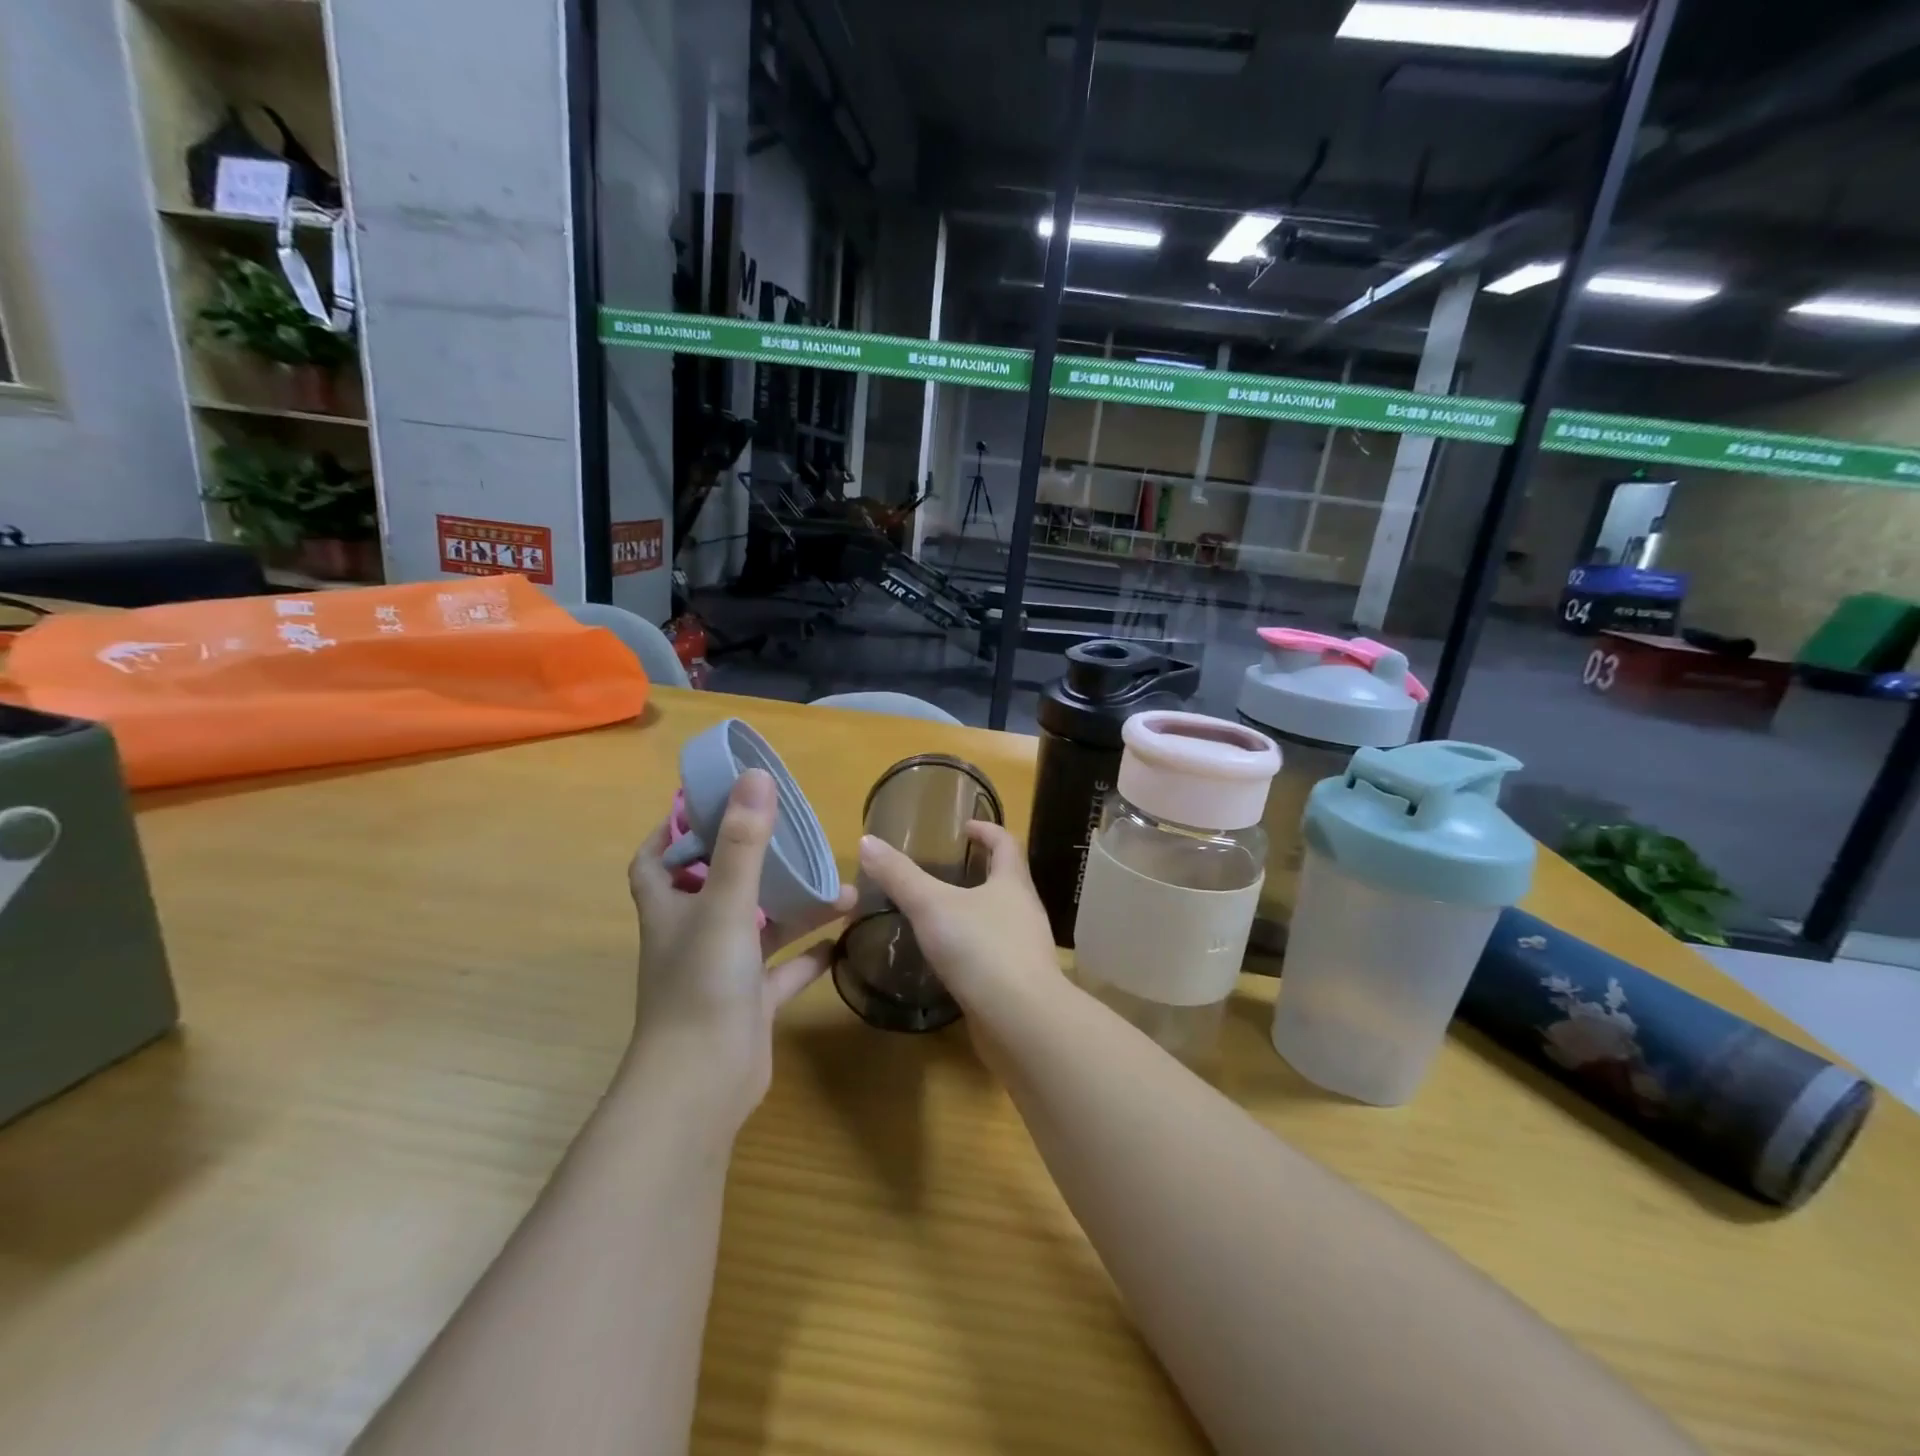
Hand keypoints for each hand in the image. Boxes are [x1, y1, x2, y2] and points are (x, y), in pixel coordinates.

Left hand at [627, 769, 855, 1128]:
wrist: (702, 1084)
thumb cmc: (702, 985)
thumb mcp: (726, 904)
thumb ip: (743, 842)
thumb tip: (756, 776)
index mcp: (671, 909)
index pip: (655, 860)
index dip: (672, 831)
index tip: (707, 804)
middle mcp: (692, 936)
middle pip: (715, 887)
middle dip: (749, 860)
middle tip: (789, 835)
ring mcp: (722, 971)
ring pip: (760, 926)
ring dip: (795, 906)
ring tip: (840, 886)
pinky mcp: (751, 1003)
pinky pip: (784, 970)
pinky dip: (810, 954)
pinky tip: (842, 936)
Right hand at [855, 822, 1060, 1020]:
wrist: (1021, 1020)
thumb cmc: (980, 948)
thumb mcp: (931, 906)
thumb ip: (900, 876)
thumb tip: (867, 841)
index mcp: (1012, 883)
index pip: (1006, 843)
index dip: (987, 830)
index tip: (965, 828)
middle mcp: (1026, 911)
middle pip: (1008, 880)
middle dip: (981, 872)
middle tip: (947, 871)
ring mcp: (1027, 948)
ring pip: (1002, 919)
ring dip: (978, 912)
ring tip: (943, 915)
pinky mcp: (1020, 982)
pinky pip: (997, 954)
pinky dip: (976, 949)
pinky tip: (952, 961)